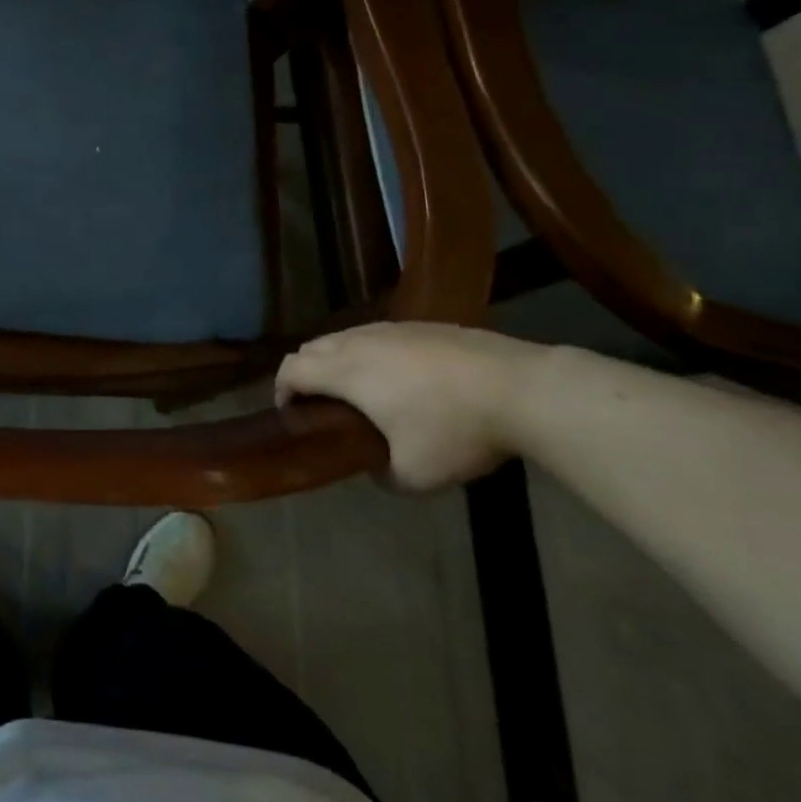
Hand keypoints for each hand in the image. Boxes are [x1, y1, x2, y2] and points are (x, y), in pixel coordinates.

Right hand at [275, 323, 551, 490]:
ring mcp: (391, 330)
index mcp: (346, 372)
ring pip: (344, 338)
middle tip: (323, 406)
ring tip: (361, 394)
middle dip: (306, 374)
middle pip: (312, 347)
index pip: (291, 369)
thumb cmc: (454, 429)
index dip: (282, 390)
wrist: (518, 388)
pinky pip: (377, 336)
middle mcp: (359, 342)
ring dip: (338, 362)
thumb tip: (375, 467)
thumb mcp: (415, 475)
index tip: (292, 414)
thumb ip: (382, 475)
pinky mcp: (421, 326)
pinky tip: (401, 381)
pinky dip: (370, 355)